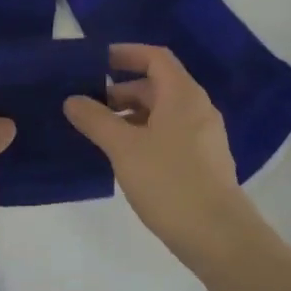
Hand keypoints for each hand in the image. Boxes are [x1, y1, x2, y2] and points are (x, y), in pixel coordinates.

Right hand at [65, 45, 263, 272]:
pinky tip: (122, 156)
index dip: (126, 54)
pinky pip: (169, 134)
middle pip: (157, 85)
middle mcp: (197, 109)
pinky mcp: (202, 162)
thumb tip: (72, 100)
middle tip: (87, 103)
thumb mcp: (123, 147)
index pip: (155, 58)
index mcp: (182, 95)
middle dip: (121, 90)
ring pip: (162, 112)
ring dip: (130, 115)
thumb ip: (95, 119)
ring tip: (98, 132)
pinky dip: (144, 134)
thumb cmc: (169, 181)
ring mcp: (203, 137)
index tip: (96, 62)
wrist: (218, 236)